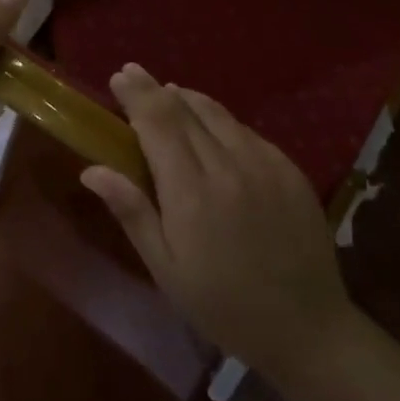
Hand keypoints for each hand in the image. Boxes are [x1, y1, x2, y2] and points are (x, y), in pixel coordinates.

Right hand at [82, 64, 354, 376]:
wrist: (306, 327)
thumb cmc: (223, 305)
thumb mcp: (166, 270)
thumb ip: (132, 212)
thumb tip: (92, 170)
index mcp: (191, 192)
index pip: (157, 123)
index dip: (136, 95)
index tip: (118, 76)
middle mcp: (227, 165)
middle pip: (184, 110)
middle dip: (154, 88)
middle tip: (133, 73)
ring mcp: (263, 162)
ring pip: (217, 113)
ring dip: (187, 98)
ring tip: (168, 93)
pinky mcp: (289, 167)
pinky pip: (246, 131)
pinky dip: (220, 121)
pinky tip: (212, 129)